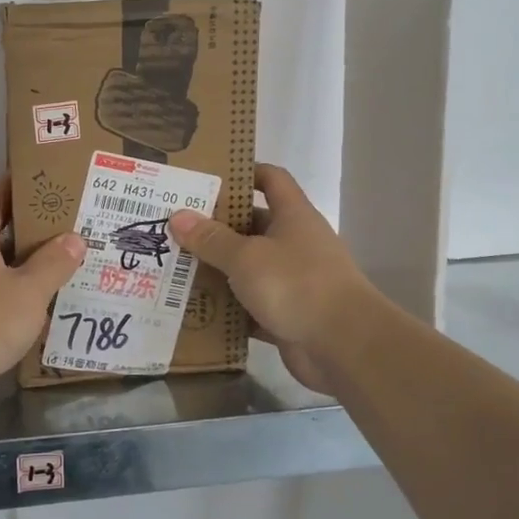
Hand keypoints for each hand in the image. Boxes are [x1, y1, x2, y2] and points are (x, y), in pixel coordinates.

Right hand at [170, 164, 378, 396]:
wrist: (344, 346)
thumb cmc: (296, 284)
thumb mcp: (246, 257)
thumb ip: (211, 238)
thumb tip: (178, 216)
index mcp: (293, 216)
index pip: (271, 179)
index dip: (244, 172)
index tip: (207, 176)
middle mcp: (295, 243)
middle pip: (252, 225)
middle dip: (215, 226)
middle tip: (174, 226)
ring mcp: (293, 281)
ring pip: (248, 268)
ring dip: (217, 269)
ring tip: (174, 266)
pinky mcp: (287, 316)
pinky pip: (249, 306)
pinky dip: (227, 308)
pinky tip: (193, 308)